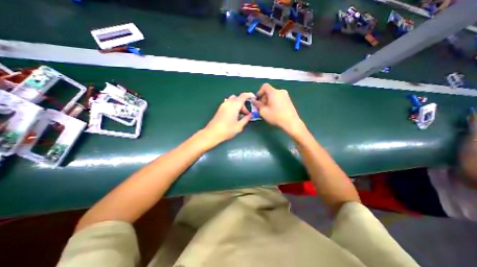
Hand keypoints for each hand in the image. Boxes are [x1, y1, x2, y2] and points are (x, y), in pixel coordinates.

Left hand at [202, 92, 254, 145]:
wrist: (212, 133)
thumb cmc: (227, 130)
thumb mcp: (239, 126)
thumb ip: (246, 119)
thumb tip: (249, 115)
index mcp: (234, 106)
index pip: (243, 96)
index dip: (249, 95)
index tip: (254, 98)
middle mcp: (228, 103)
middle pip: (238, 98)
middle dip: (244, 104)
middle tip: (246, 114)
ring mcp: (223, 105)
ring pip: (233, 100)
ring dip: (238, 105)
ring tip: (240, 114)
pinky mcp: (220, 109)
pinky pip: (228, 103)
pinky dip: (233, 106)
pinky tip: (234, 115)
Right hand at [253, 84, 301, 135]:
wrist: (291, 122)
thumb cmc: (275, 116)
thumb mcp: (263, 111)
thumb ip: (258, 105)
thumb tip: (254, 101)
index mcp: (274, 92)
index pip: (265, 86)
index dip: (259, 92)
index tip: (258, 100)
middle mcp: (280, 91)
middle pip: (269, 91)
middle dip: (264, 98)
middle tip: (262, 107)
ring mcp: (286, 95)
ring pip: (274, 95)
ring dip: (269, 100)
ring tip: (268, 109)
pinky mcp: (289, 100)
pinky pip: (279, 98)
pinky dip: (274, 102)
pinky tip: (274, 110)